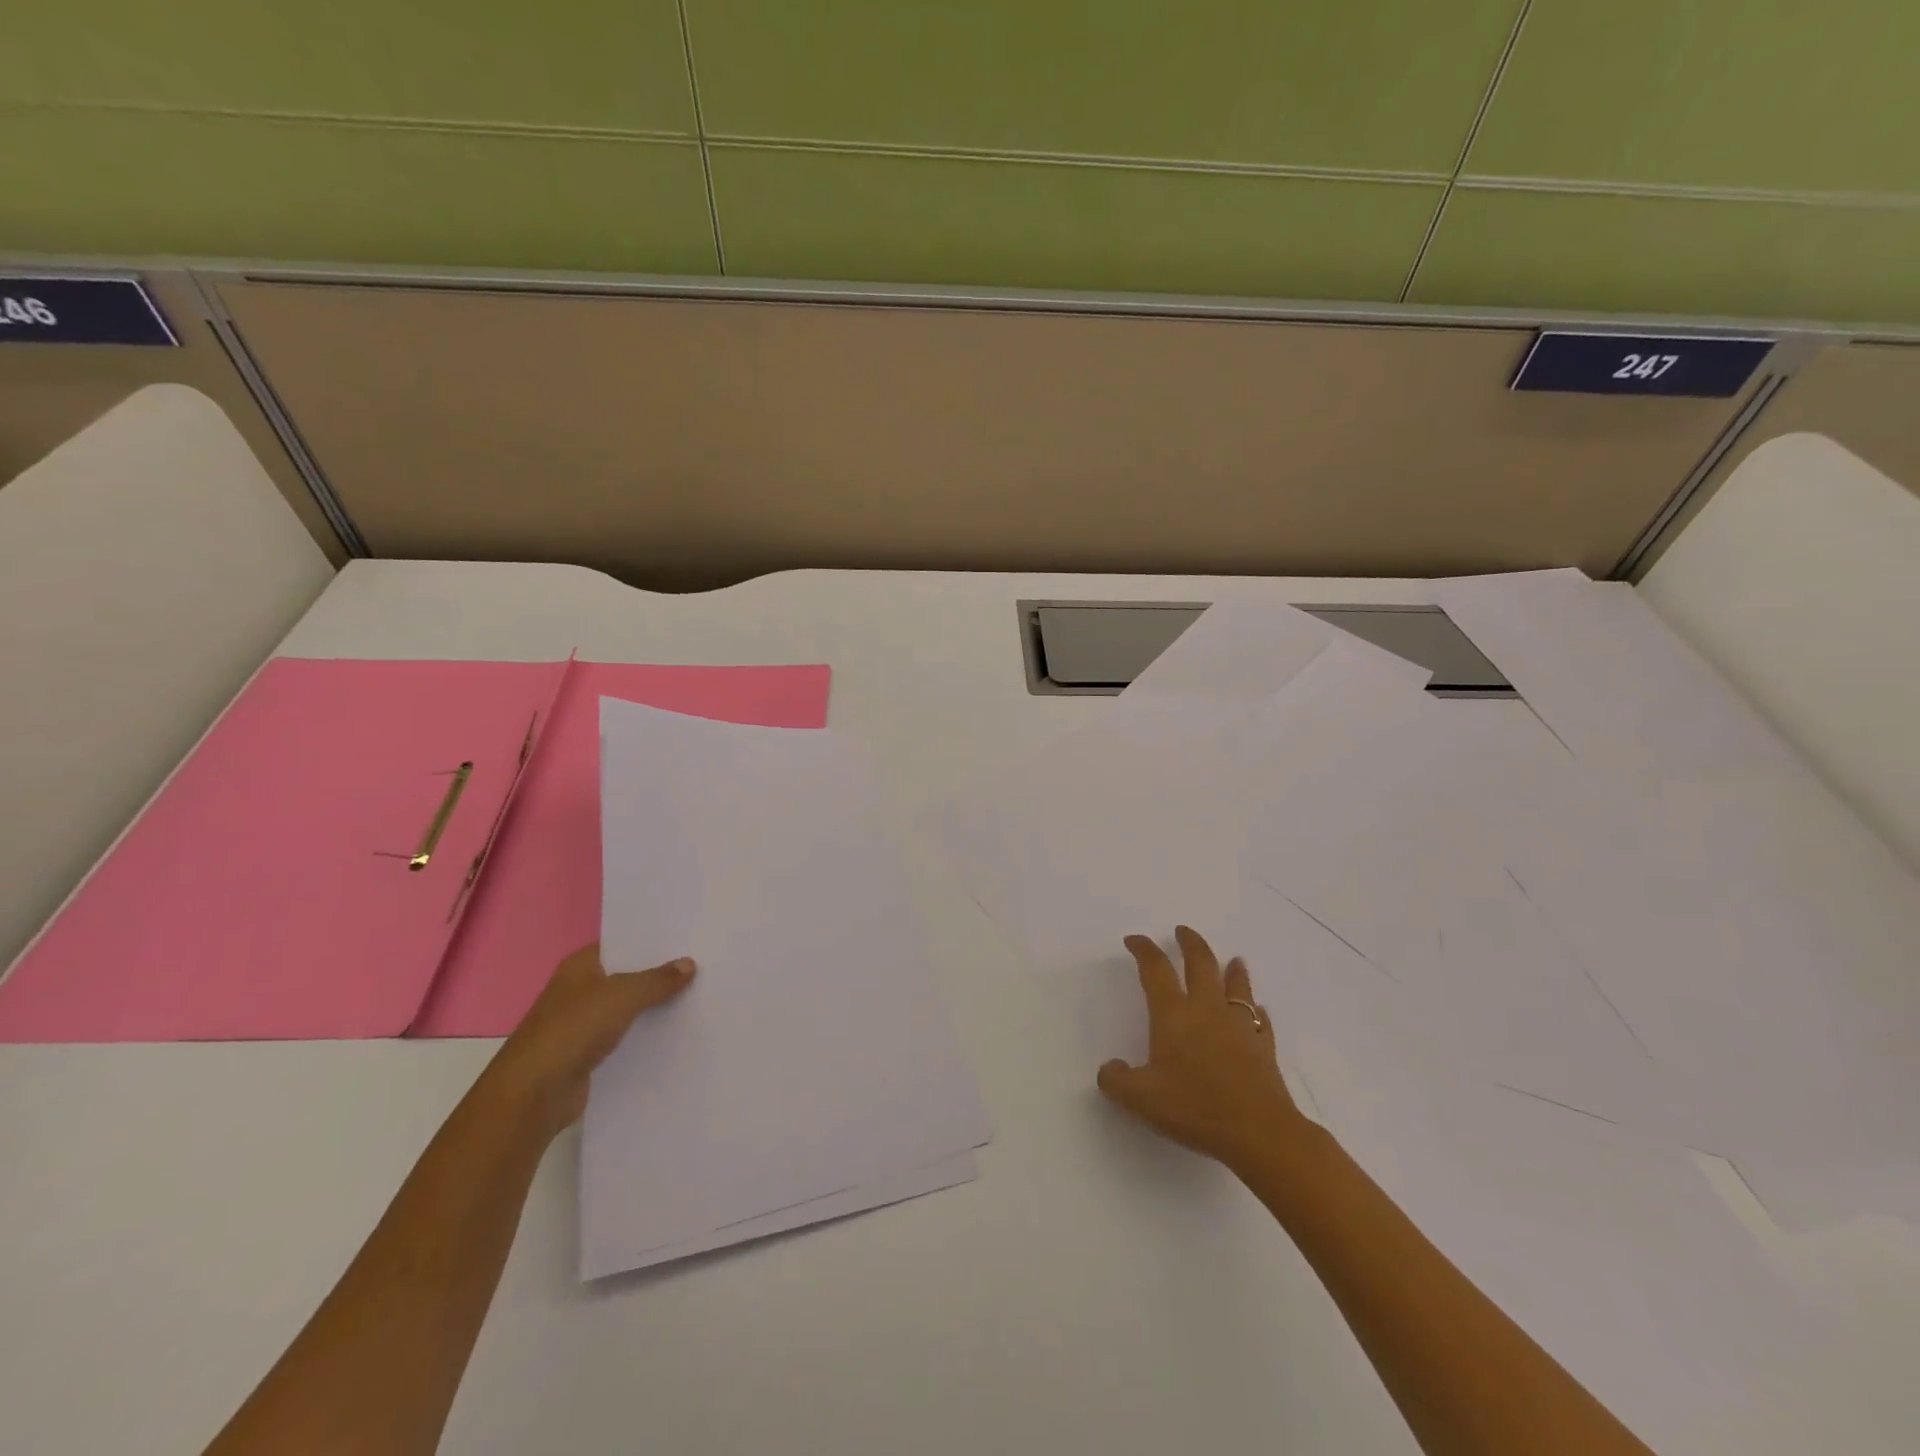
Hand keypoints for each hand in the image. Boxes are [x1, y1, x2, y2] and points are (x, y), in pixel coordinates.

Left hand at [485, 942, 694, 1138]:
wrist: (533, 1094)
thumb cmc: (573, 1029)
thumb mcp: (623, 995)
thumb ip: (657, 979)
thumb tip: (689, 964)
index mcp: (580, 966)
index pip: (621, 943)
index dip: (651, 941)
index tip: (687, 938)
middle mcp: (579, 991)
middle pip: (626, 976)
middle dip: (658, 974)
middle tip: (702, 965)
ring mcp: (581, 1024)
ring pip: (627, 1008)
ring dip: (653, 1007)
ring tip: (697, 997)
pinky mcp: (587, 1055)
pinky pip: (624, 1038)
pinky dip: (644, 1036)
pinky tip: (675, 1034)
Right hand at [1097, 925, 1305, 1169]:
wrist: (1259, 1132)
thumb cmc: (1195, 1108)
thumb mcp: (1141, 1099)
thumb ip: (1117, 1080)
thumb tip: (1109, 1068)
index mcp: (1173, 1014)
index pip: (1155, 969)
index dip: (1143, 950)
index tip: (1134, 940)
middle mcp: (1206, 1009)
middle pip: (1200, 963)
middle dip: (1190, 943)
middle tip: (1183, 931)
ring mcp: (1239, 1025)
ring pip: (1236, 985)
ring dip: (1232, 969)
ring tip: (1233, 959)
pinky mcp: (1263, 1046)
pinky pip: (1258, 1018)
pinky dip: (1254, 1010)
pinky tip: (1255, 1011)